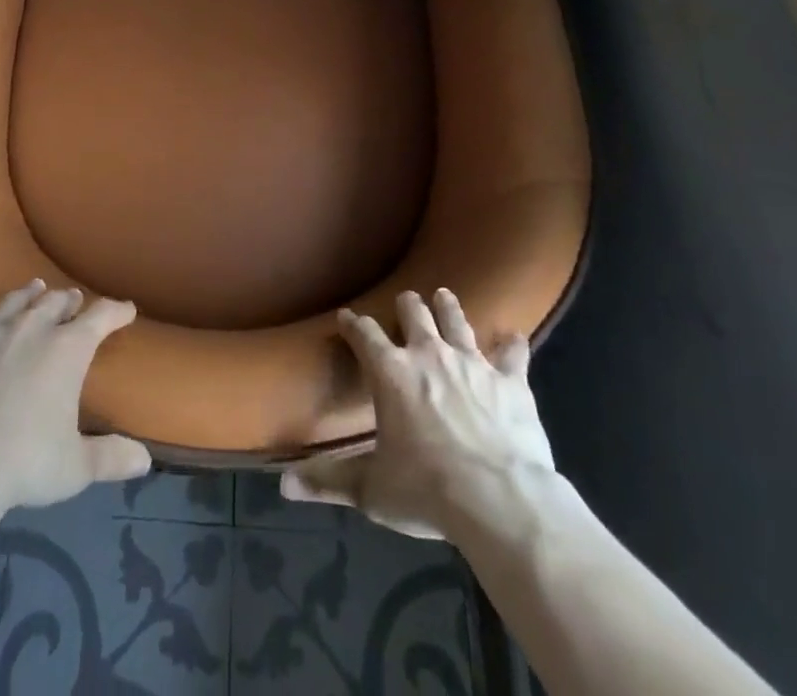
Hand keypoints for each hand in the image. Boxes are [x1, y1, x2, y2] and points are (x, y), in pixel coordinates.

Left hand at [0, 279, 151, 513]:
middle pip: (54, 304)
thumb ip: (110, 457)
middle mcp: (30, 331)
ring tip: (36, 287)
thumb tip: (144, 460)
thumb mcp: (76, 468)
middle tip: (75, 299)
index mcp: (67, 350)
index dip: (116, 312)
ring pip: (13, 305)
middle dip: (68, 301)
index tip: (127, 309)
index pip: (100, 318)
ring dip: (27, 295)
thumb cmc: (25, 463)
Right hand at [282, 289, 554, 540]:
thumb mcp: (372, 490)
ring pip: (456, 320)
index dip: (353, 324)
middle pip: (413, 313)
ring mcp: (472, 363)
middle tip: (405, 302)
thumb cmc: (428, 491)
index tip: (345, 316)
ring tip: (444, 295)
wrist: (500, 500)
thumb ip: (329, 481)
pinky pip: (512, 354)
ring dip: (448, 307)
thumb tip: (282, 484)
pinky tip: (514, 337)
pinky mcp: (510, 381)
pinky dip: (512, 345)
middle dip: (406, 305)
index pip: (364, 335)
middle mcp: (429, 354)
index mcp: (391, 373)